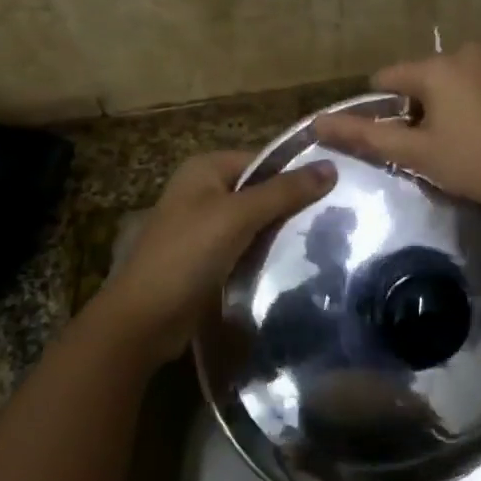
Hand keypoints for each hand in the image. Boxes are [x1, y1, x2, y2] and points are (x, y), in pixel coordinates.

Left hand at [91, 150, 334, 367]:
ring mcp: (203, 226)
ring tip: (325, 238)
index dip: (297, 172)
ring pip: (255, 221)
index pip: (264, 160)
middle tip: (336, 216)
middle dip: (292, 204)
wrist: (143, 320)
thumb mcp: (238, 216)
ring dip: (281, 231)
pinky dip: (266, 252)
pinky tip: (296, 261)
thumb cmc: (187, 254)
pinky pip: (246, 246)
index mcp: (205, 168)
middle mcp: (203, 190)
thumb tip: (332, 166)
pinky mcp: (207, 258)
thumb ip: (284, 191)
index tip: (337, 188)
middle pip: (260, 190)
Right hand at [312, 43, 480, 211]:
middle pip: (422, 80)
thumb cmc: (476, 163)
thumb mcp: (417, 153)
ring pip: (452, 83)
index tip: (394, 141)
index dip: (382, 111)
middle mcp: (466, 53)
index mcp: (436, 66)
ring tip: (460, 146)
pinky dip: (474, 106)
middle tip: (430, 149)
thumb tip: (318, 122)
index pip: (387, 79)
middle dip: (418, 110)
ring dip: (447, 108)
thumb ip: (366, 135)